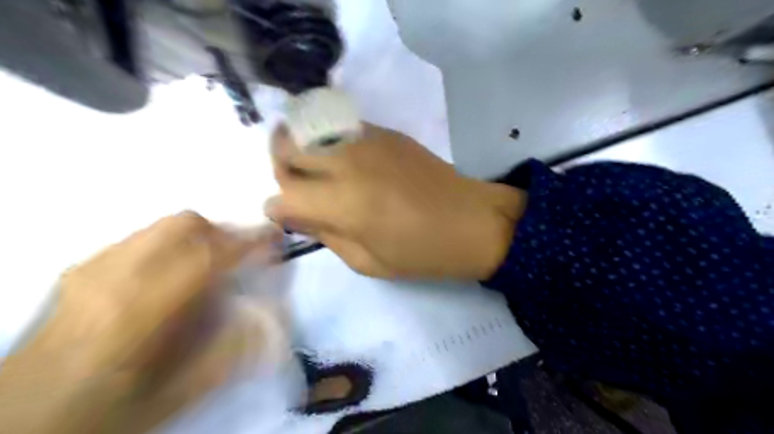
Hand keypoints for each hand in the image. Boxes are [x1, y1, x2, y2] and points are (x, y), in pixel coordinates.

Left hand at [1, 214, 282, 433]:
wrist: (21, 420)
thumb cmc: (109, 410)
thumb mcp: (182, 392)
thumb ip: (234, 348)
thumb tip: (272, 313)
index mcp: (145, 310)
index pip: (211, 255)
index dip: (251, 242)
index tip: (276, 239)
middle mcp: (117, 276)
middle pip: (186, 225)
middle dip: (225, 233)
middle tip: (240, 258)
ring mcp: (94, 267)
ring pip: (164, 226)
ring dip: (200, 237)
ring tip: (209, 266)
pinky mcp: (82, 268)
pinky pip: (143, 237)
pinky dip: (172, 244)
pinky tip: (170, 275)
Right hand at [266, 124, 526, 279]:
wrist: (471, 221)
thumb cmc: (422, 252)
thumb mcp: (367, 262)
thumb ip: (325, 235)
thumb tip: (294, 215)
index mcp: (342, 203)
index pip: (283, 197)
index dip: (278, 210)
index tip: (288, 218)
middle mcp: (346, 163)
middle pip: (286, 149)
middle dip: (281, 170)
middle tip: (299, 190)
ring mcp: (367, 140)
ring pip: (309, 130)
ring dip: (301, 150)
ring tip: (316, 172)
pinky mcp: (385, 132)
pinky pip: (339, 127)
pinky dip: (329, 141)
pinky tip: (346, 161)